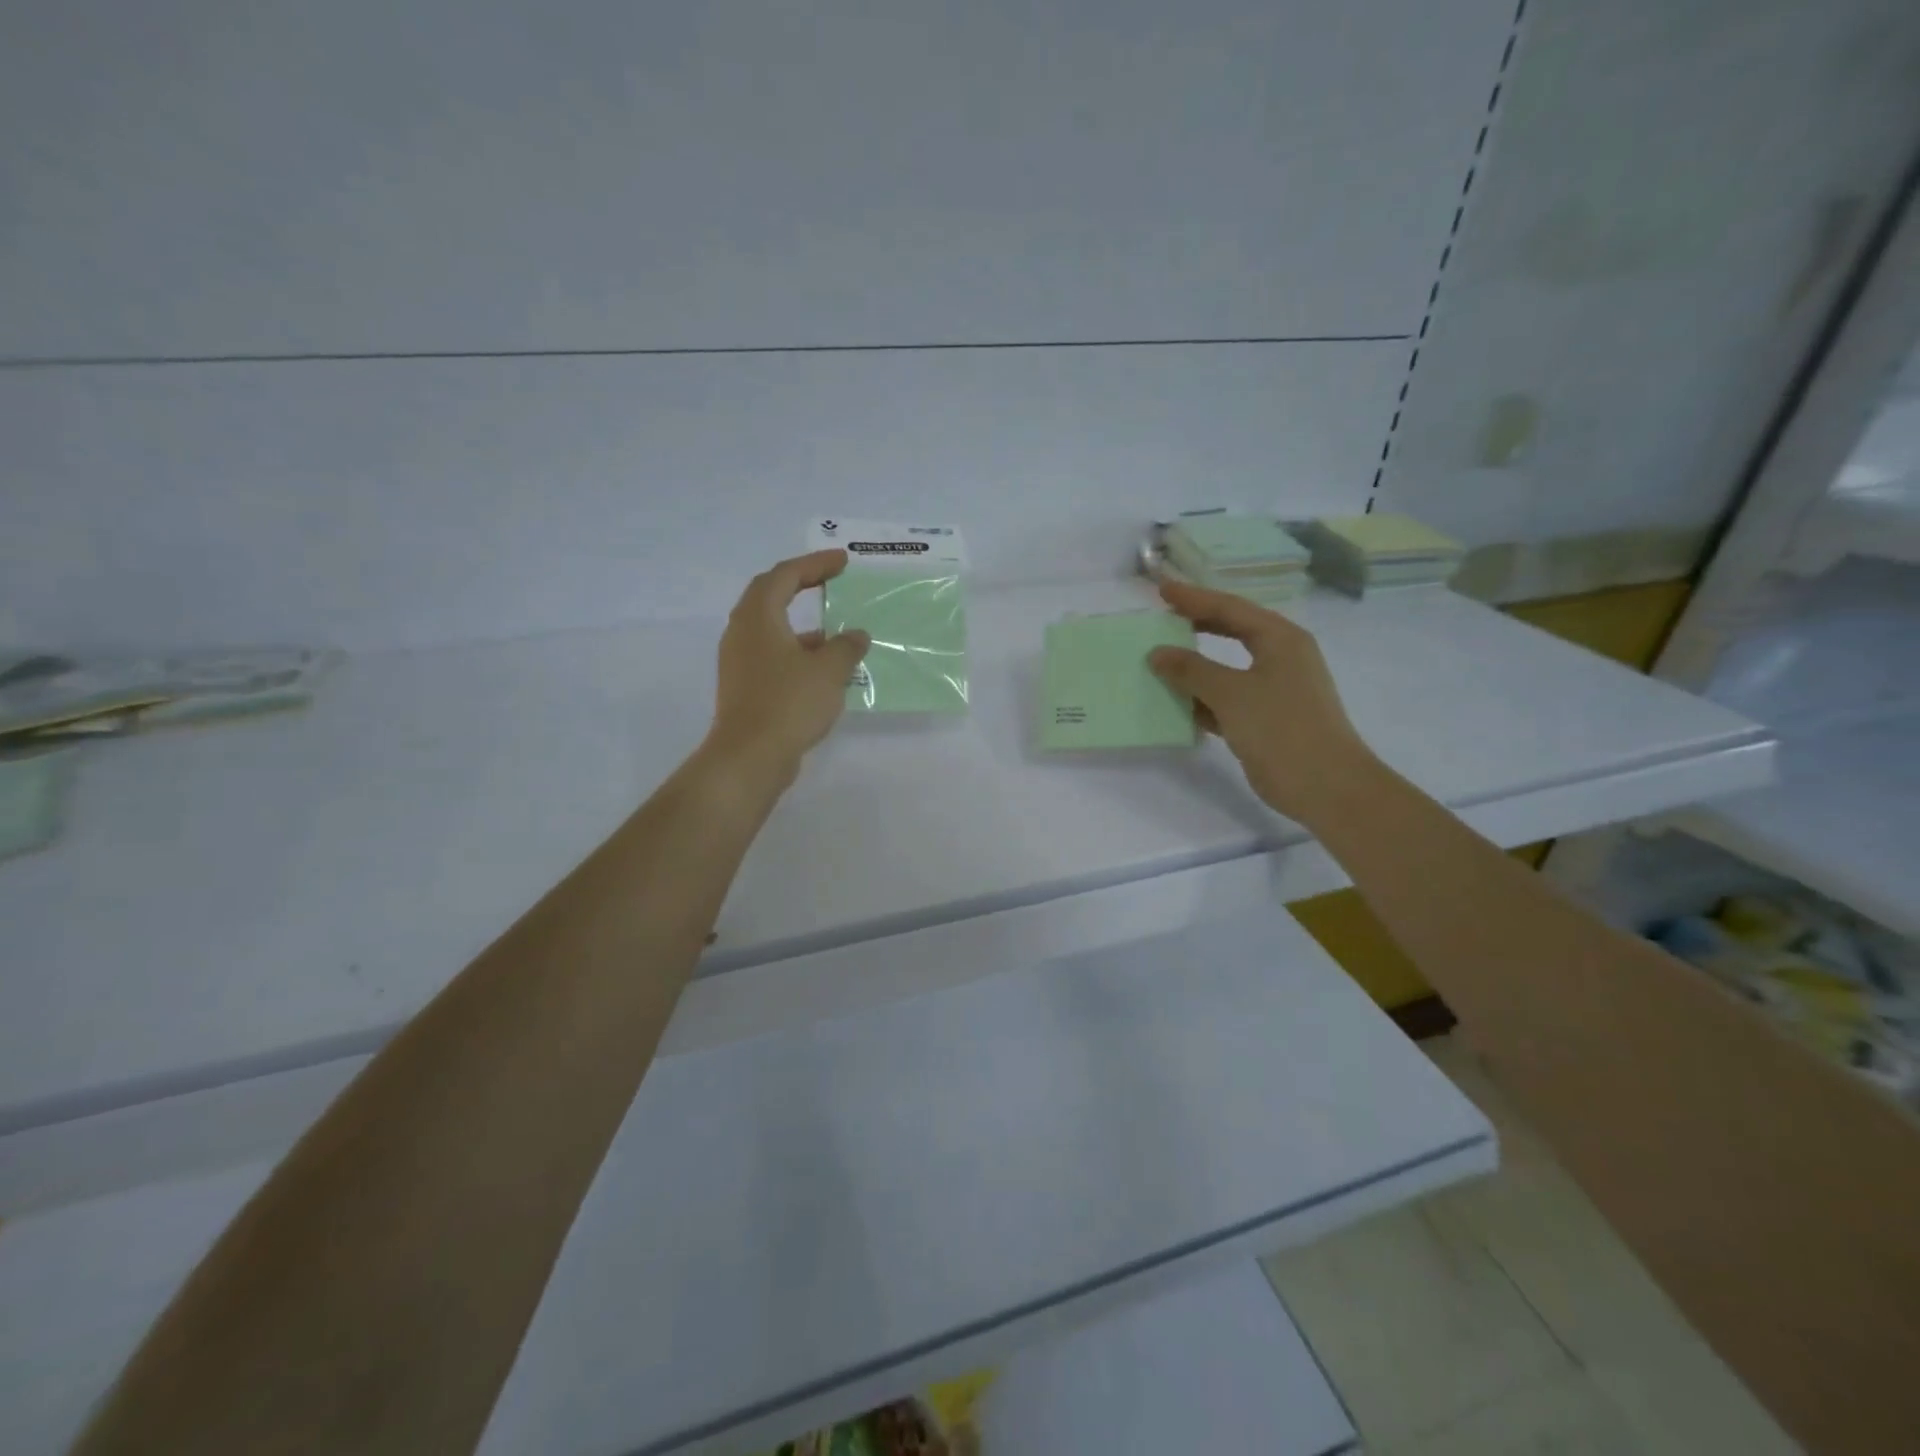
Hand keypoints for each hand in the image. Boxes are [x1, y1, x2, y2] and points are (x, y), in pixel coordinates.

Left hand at [706, 551, 869, 782]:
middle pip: (770, 596)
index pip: (785, 575)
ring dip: (804, 626)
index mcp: (758, 617)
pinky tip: (825, 671)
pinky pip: (773, 656)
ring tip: (838, 633)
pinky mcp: (745, 687)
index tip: (843, 562)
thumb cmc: (788, 703)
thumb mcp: (828, 671)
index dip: (815, 564)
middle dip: (802, 585)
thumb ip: (846, 646)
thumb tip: (856, 635)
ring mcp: (740, 662)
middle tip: (832, 581)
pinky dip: (798, 653)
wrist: (750, 757)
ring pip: (773, 630)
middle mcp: (742, 632)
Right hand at [1147, 578, 1375, 822]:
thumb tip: (1157, 653)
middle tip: (1162, 615)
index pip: (1230, 608)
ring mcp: (1275, 689)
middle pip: (1232, 631)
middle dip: (1196, 623)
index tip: (1161, 589)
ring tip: (1160, 657)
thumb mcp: (1232, 693)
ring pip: (1227, 666)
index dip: (1194, 597)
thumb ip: (1191, 670)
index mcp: (1281, 639)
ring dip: (1195, 664)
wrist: (1326, 787)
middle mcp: (1281, 657)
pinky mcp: (1266, 718)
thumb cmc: (1282, 729)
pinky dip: (1203, 697)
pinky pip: (1227, 698)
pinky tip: (1175, 702)